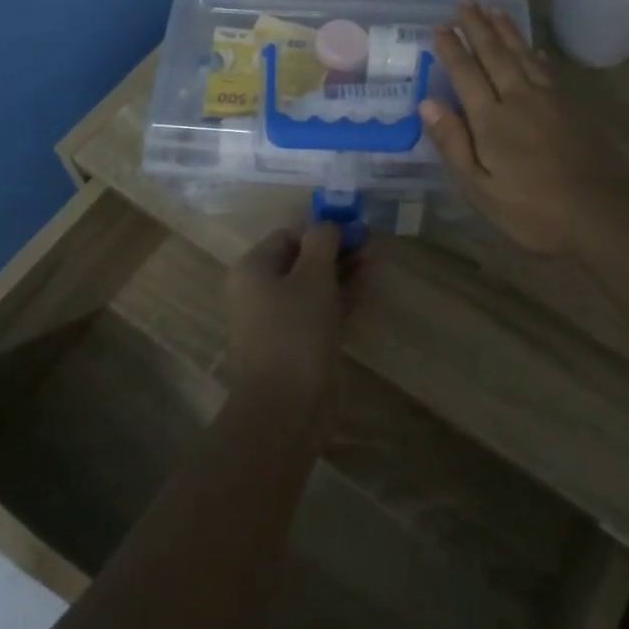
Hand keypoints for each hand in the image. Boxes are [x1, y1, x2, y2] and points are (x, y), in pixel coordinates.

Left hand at [224, 224, 367, 413]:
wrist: (287, 406)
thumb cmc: (295, 331)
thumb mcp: (313, 276)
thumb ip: (322, 242)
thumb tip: (328, 222)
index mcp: (253, 270)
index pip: (288, 236)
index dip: (321, 229)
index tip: (353, 228)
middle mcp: (260, 291)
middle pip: (302, 259)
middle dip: (336, 249)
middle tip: (370, 242)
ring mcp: (279, 319)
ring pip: (314, 284)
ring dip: (342, 270)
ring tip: (375, 258)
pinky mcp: (298, 343)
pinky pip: (320, 308)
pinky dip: (341, 294)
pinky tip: (367, 282)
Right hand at [418, 0, 628, 254]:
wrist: (601, 211)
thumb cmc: (532, 208)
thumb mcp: (480, 188)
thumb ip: (453, 143)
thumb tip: (426, 103)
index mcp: (491, 119)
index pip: (465, 74)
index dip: (451, 49)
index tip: (440, 25)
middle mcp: (517, 98)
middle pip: (494, 54)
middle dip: (477, 26)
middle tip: (464, 1)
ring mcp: (548, 99)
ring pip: (522, 54)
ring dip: (506, 30)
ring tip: (493, 8)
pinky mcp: (571, 106)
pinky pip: (546, 67)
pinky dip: (535, 51)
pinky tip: (533, 46)